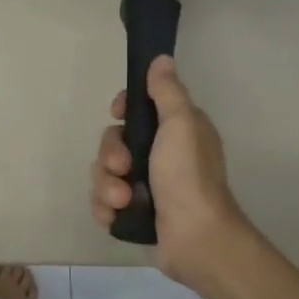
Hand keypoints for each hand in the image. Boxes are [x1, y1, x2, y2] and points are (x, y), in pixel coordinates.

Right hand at [89, 55, 244, 285]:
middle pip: (113, 142)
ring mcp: (146, 186)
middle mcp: (160, 156)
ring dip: (107, 185)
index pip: (137, 110)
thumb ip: (167, 92)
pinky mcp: (133, 213)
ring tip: (122, 200)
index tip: (118, 115)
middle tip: (122, 168)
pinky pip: (103, 202)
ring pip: (104, 174)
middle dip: (110, 155)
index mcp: (175, 132)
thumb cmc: (188, 176)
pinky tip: (116, 215)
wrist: (195, 238)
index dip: (122, 110)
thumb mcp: (180, 124)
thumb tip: (161, 59)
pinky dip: (105, 208)